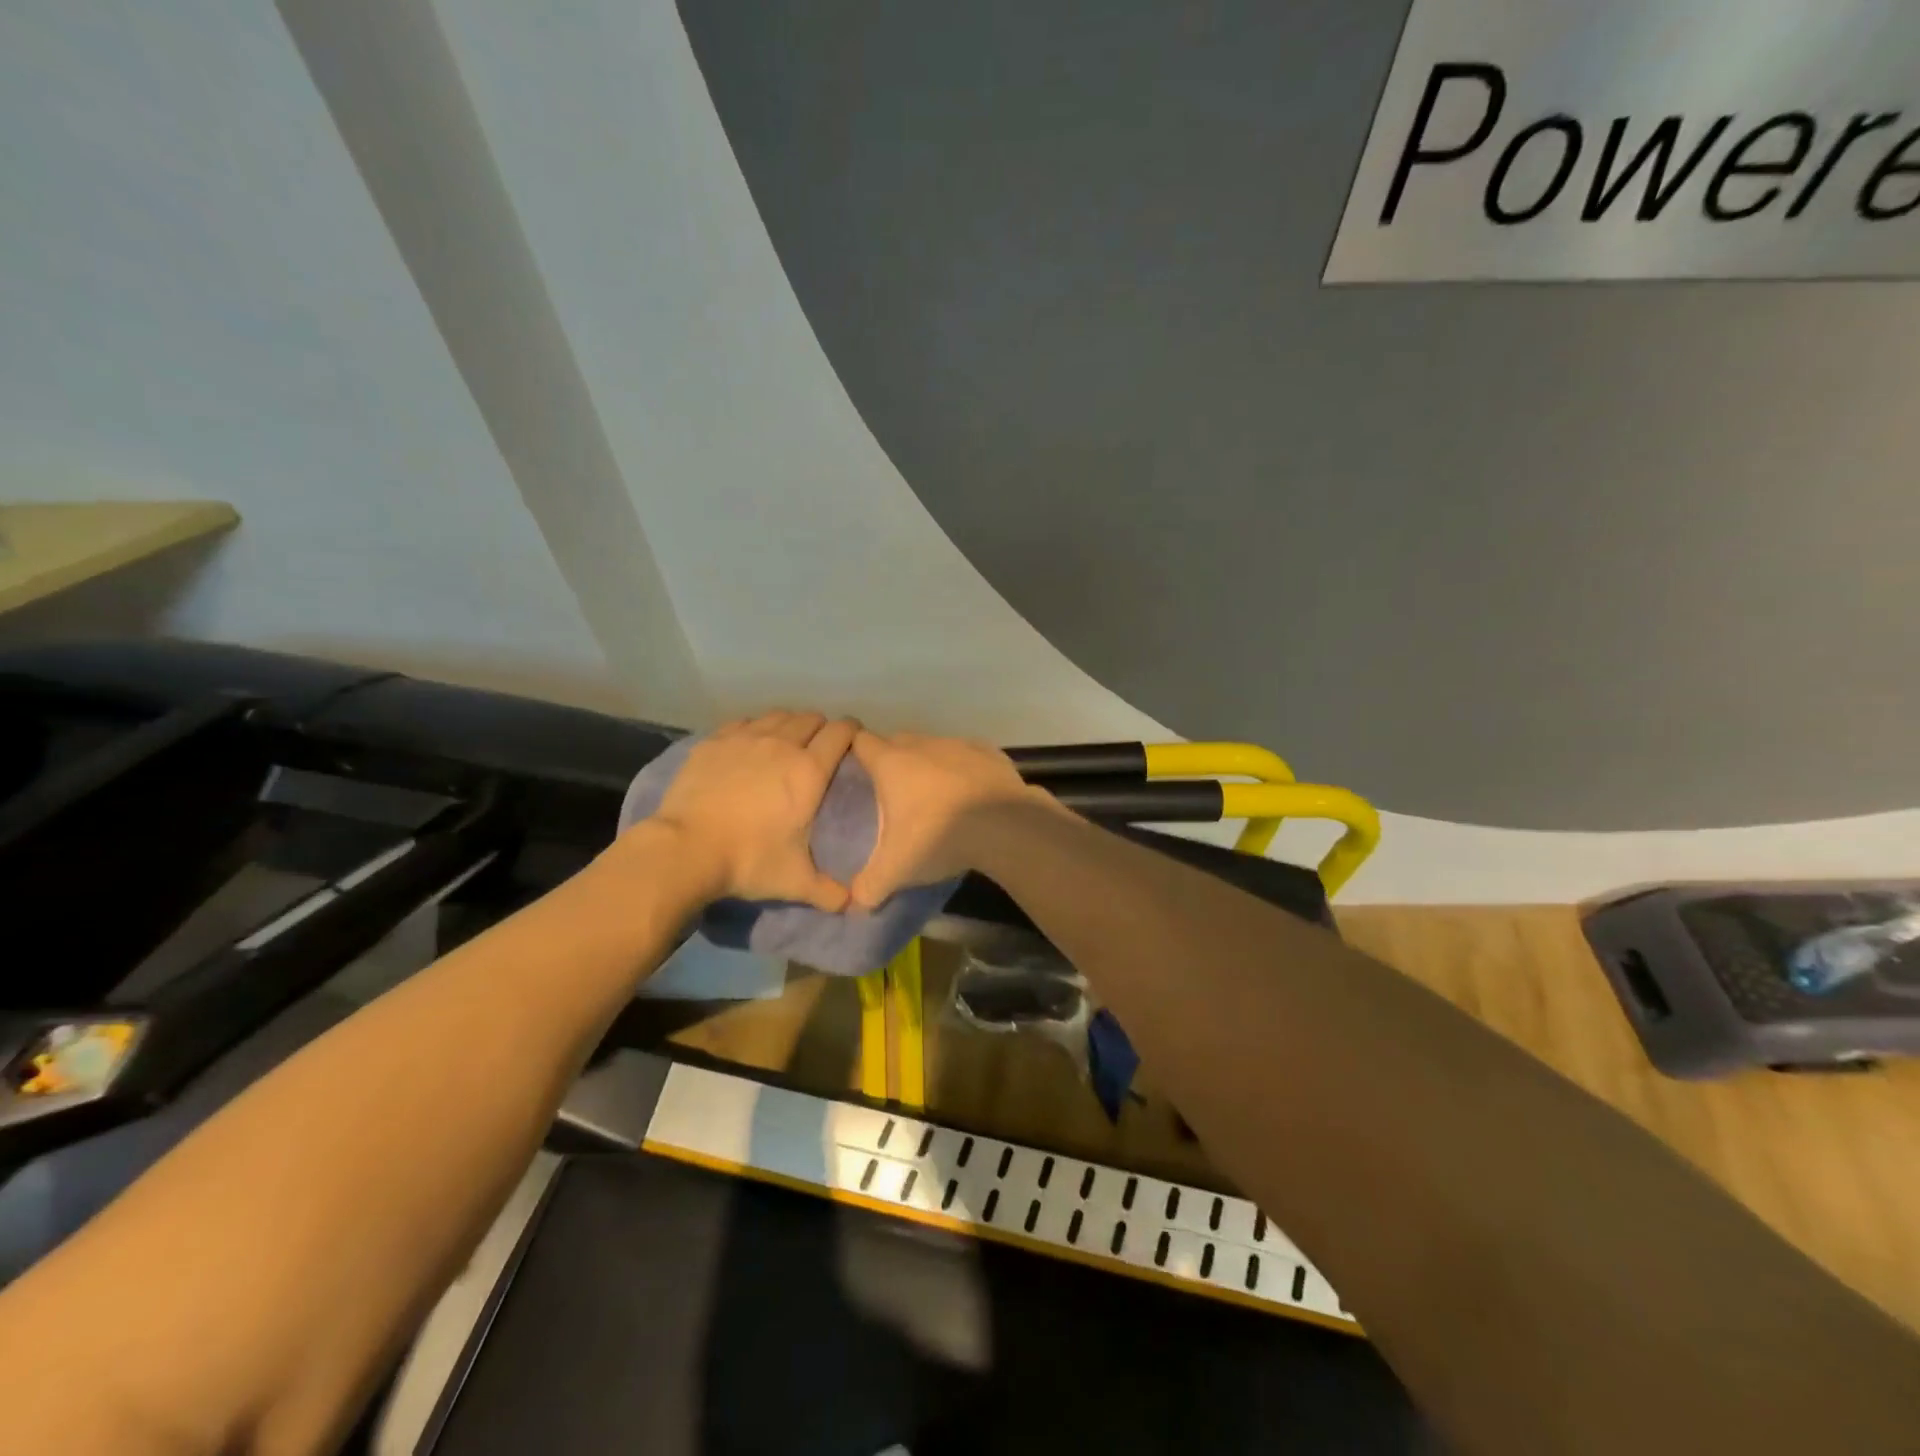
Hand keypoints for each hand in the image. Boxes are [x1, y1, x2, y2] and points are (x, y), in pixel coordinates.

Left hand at [647, 711, 860, 909]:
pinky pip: (744, 722)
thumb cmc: (748, 860)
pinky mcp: (715, 741)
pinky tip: (750, 743)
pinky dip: (755, 727)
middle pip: (810, 719)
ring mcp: (746, 738)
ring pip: (778, 715)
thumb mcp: (794, 881)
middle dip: (820, 727)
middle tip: (819, 746)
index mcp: (809, 771)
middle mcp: (782, 744)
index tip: (853, 738)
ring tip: (786, 741)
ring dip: (789, 724)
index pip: (841, 732)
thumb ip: (828, 892)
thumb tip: (853, 905)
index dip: (852, 730)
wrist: (686, 849)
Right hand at [848, 730, 1042, 907]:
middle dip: (891, 759)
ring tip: (933, 796)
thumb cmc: (939, 836)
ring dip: (929, 764)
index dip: (853, 750)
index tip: (853, 768)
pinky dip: (964, 769)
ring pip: (934, 747)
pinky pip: (968, 756)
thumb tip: (855, 903)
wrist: (1005, 825)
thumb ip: (870, 885)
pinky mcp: (990, 753)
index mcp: (892, 763)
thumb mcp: (897, 869)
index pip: (861, 742)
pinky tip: (970, 793)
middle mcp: (923, 745)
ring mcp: (959, 745)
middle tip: (890, 791)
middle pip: (897, 741)